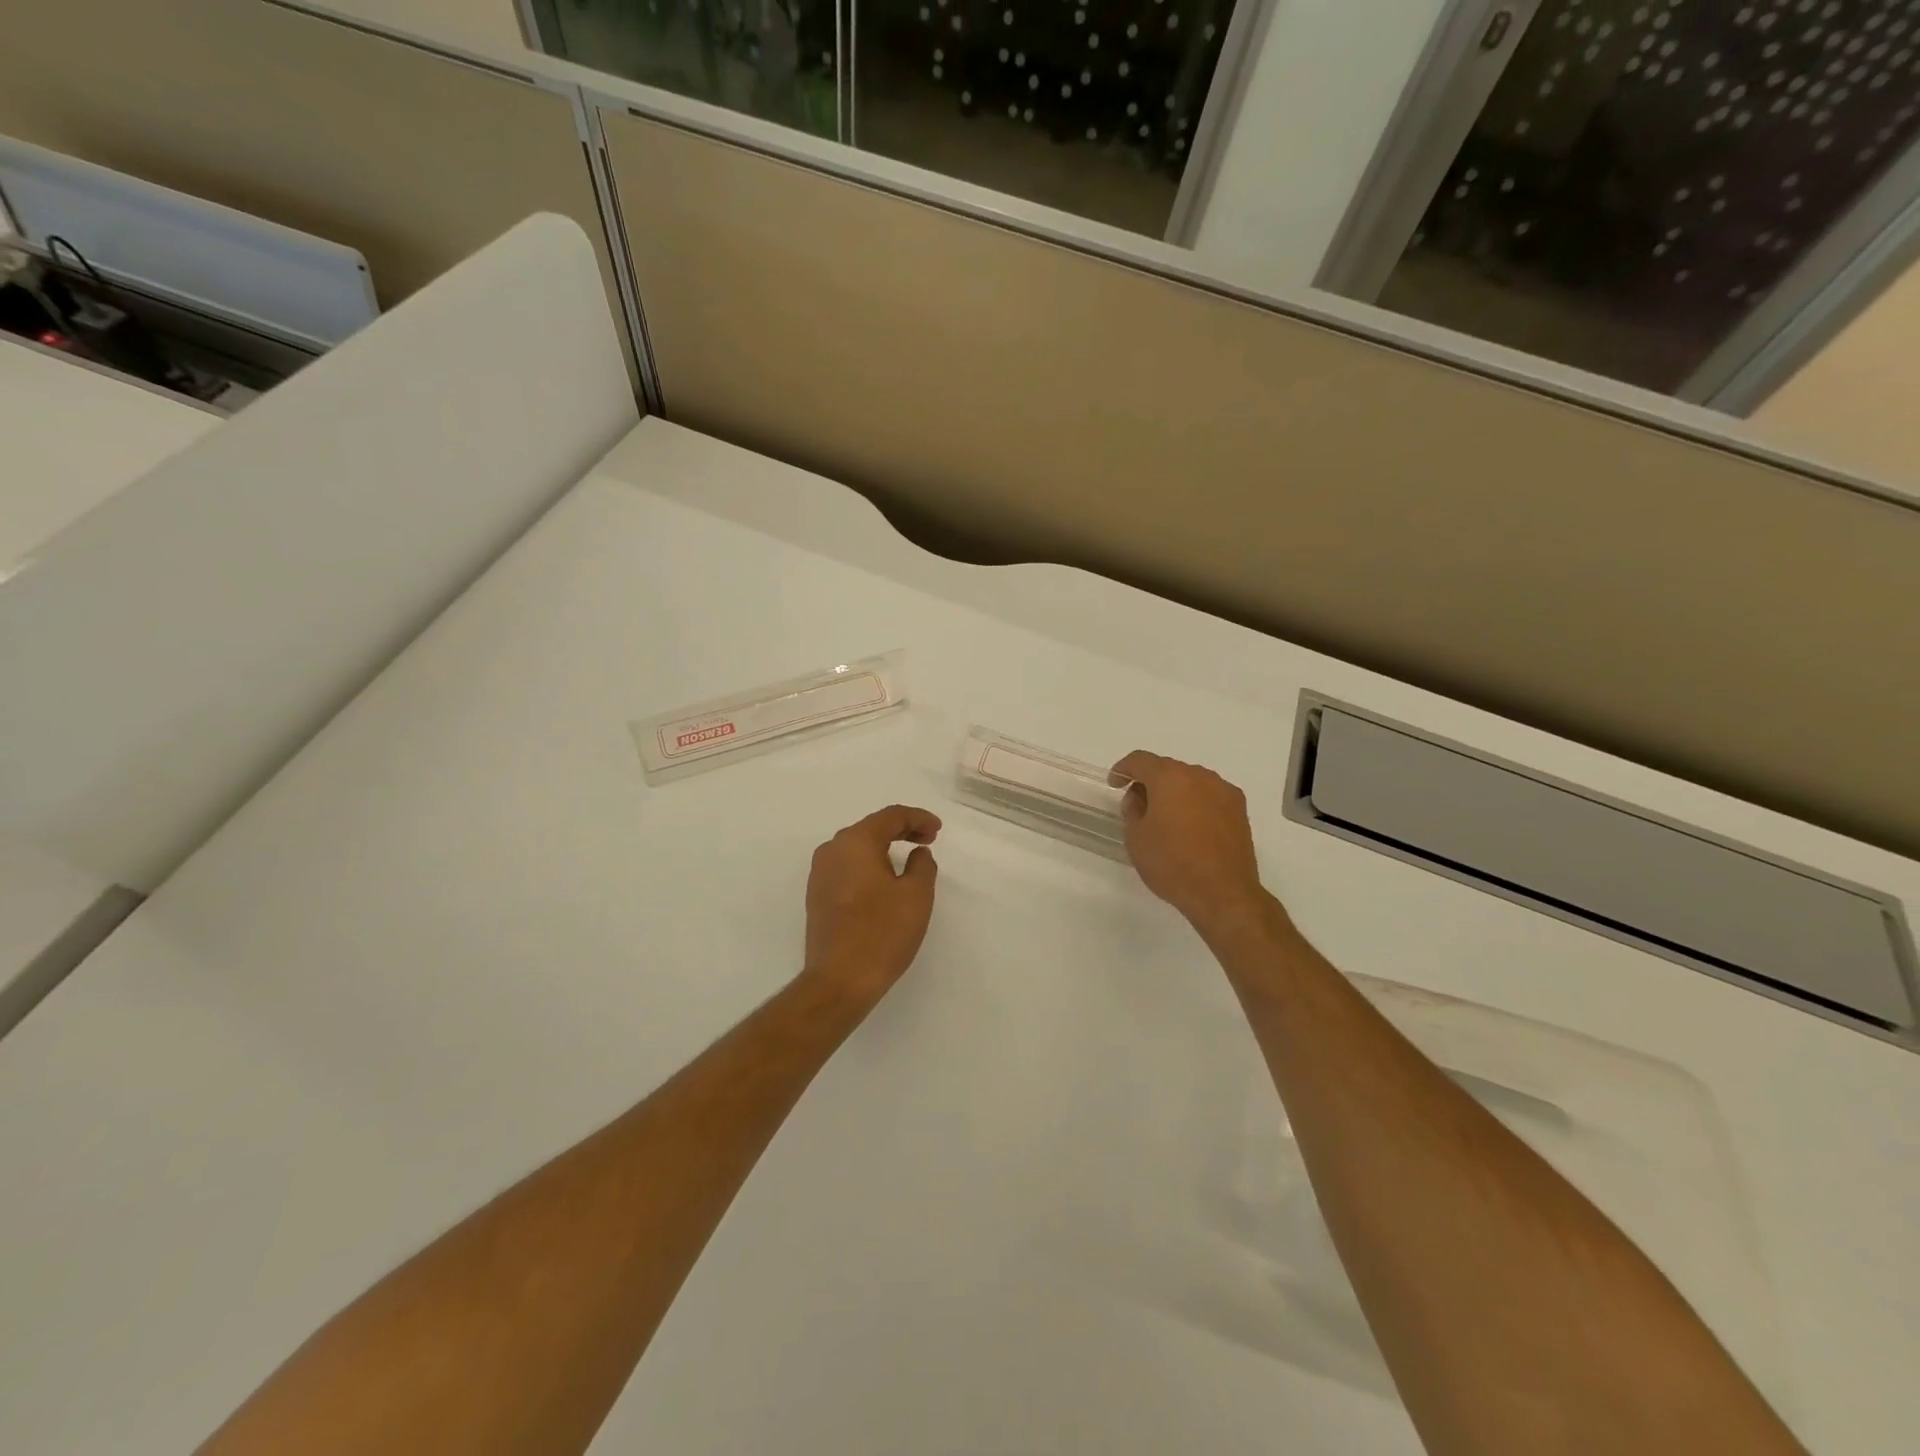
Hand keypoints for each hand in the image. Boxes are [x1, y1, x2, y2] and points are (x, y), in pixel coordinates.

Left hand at [801, 805, 941, 1008]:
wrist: (838, 980)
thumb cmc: (882, 933)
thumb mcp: (916, 895)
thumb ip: (922, 865)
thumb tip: (917, 854)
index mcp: (855, 842)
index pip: (891, 816)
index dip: (918, 818)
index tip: (938, 831)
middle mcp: (832, 850)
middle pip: (872, 828)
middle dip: (902, 831)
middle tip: (928, 841)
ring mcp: (820, 874)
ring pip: (857, 848)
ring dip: (884, 849)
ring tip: (909, 860)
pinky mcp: (817, 896)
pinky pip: (847, 868)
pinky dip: (869, 866)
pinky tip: (884, 882)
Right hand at [1111, 751, 1269, 938]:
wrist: (1223, 893)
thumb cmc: (1172, 863)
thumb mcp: (1136, 838)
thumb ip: (1132, 810)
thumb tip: (1139, 798)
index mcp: (1169, 778)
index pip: (1141, 760)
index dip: (1123, 769)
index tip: (1115, 784)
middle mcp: (1199, 776)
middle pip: (1167, 768)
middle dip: (1150, 781)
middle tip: (1138, 805)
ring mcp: (1223, 791)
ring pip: (1191, 781)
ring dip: (1175, 792)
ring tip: (1166, 818)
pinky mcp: (1240, 810)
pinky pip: (1210, 796)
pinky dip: (1196, 803)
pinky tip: (1191, 827)